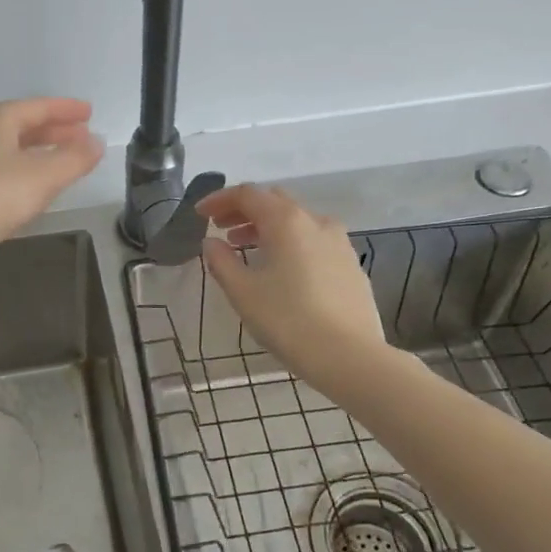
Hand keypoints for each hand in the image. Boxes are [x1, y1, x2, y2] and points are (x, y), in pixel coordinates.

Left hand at [0, 98, 104, 291]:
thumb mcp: (42, 177)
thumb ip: (74, 159)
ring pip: (8, 149)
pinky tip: (29, 189)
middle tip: (82, 138)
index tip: (89, 112)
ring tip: (62, 162)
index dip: (66, 109)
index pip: (37, 107)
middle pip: (21, 126)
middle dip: (53, 131)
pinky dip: (20, 172)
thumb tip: (96, 142)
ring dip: (37, 152)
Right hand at [197, 184, 389, 391]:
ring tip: (246, 248)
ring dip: (267, 227)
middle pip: (275, 201)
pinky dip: (290, 243)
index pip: (248, 194)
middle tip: (221, 227)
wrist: (349, 356)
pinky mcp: (350, 265)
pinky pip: (314, 240)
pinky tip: (281, 268)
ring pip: (297, 221)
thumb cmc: (288, 321)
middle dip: (244, 210)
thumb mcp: (243, 292)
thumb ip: (221, 261)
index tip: (200, 214)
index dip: (220, 200)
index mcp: (286, 222)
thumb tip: (211, 243)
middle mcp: (316, 222)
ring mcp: (339, 242)